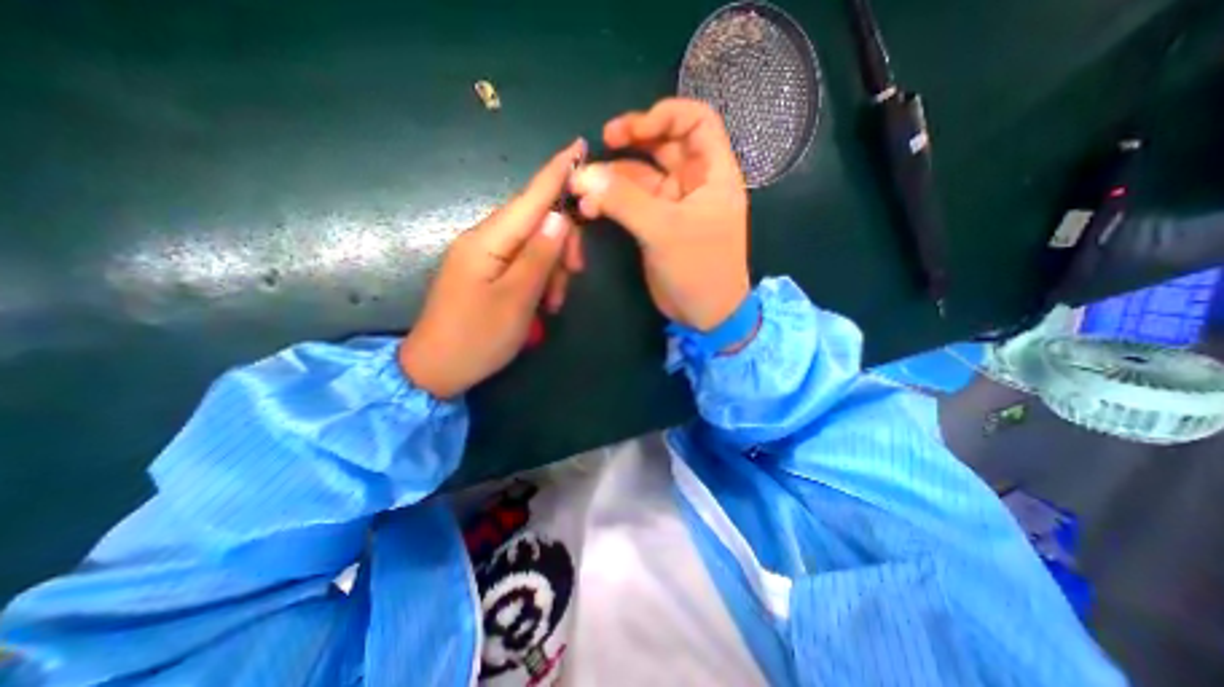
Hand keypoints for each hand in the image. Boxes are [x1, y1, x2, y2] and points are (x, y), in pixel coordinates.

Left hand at [401, 137, 585, 399]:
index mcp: (488, 241)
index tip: (578, 146)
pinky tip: (542, 303)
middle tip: (575, 275)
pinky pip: (522, 263)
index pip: (530, 198)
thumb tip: (560, 218)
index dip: (556, 173)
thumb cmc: (478, 337)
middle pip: (535, 223)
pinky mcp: (486, 273)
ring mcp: (483, 257)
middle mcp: (484, 240)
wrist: (437, 369)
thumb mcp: (517, 299)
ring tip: (553, 303)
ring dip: (552, 269)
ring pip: (532, 246)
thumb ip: (539, 256)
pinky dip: (539, 279)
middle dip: (562, 245)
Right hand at [568, 97, 752, 329]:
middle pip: (664, 145)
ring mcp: (673, 204)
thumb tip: (584, 175)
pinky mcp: (656, 225)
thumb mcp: (664, 231)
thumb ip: (624, 201)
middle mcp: (694, 183)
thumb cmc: (699, 269)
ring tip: (584, 188)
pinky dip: (612, 202)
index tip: (633, 130)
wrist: (705, 314)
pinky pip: (632, 203)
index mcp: (713, 174)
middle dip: (633, 140)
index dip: (666, 115)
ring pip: (642, 176)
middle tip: (602, 142)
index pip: (697, 121)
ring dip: (614, 178)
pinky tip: (591, 208)